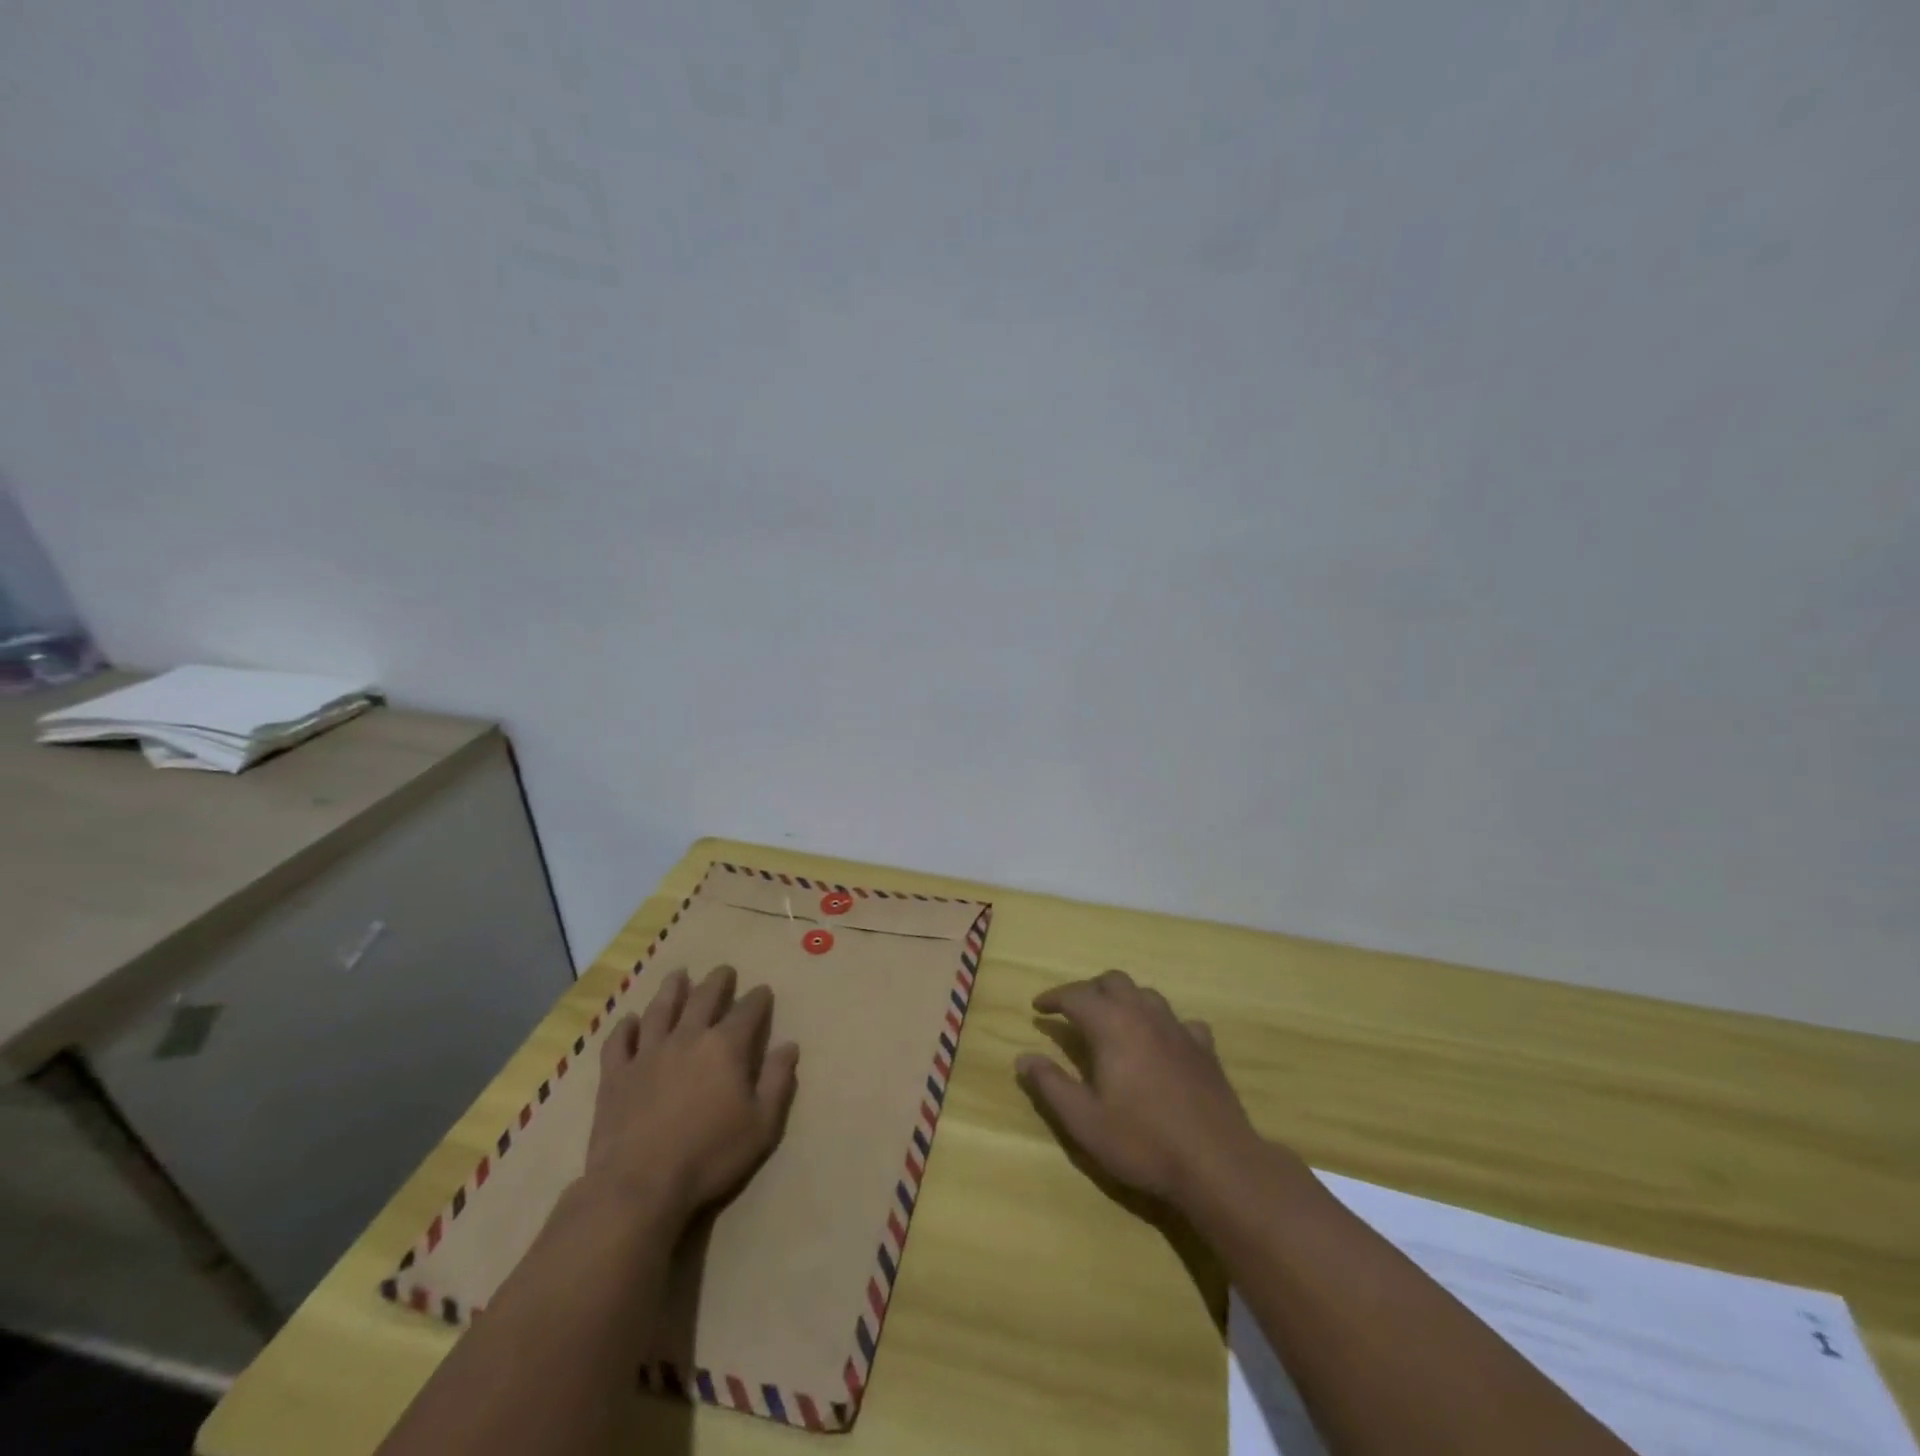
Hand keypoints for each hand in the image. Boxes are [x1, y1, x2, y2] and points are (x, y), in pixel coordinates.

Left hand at [585, 964, 799, 1223]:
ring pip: (661, 1010)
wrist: (639, 1184)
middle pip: (704, 998)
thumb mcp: (761, 1125)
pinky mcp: (616, 1074)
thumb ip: (777, 1081)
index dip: (758, 998)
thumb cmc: (709, 1156)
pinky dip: (624, 1028)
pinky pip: (619, 1042)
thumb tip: (790, 1045)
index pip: (747, 1011)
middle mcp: (688, 1038)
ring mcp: (648, 1053)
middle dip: (717, 982)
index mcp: (726, 1047)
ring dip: (671, 989)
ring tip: (678, 975)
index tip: (763, 990)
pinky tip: (629, 1020)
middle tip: (723, 970)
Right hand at [1017, 969, 1263, 1209]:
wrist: (1217, 1163)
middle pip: (1113, 981)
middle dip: (1089, 990)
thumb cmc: (1143, 1141)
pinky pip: (1179, 1021)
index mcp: (1112, 1025)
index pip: (1076, 995)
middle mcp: (1144, 1015)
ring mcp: (1178, 1029)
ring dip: (1124, 1000)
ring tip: (1112, 1022)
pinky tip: (1161, 1044)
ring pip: (1146, 994)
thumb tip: (1023, 1057)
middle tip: (1073, 1011)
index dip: (1053, 998)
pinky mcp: (1205, 1049)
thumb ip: (1051, 1085)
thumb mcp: (1084, 1121)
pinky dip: (1162, 1024)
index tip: (1038, 1008)